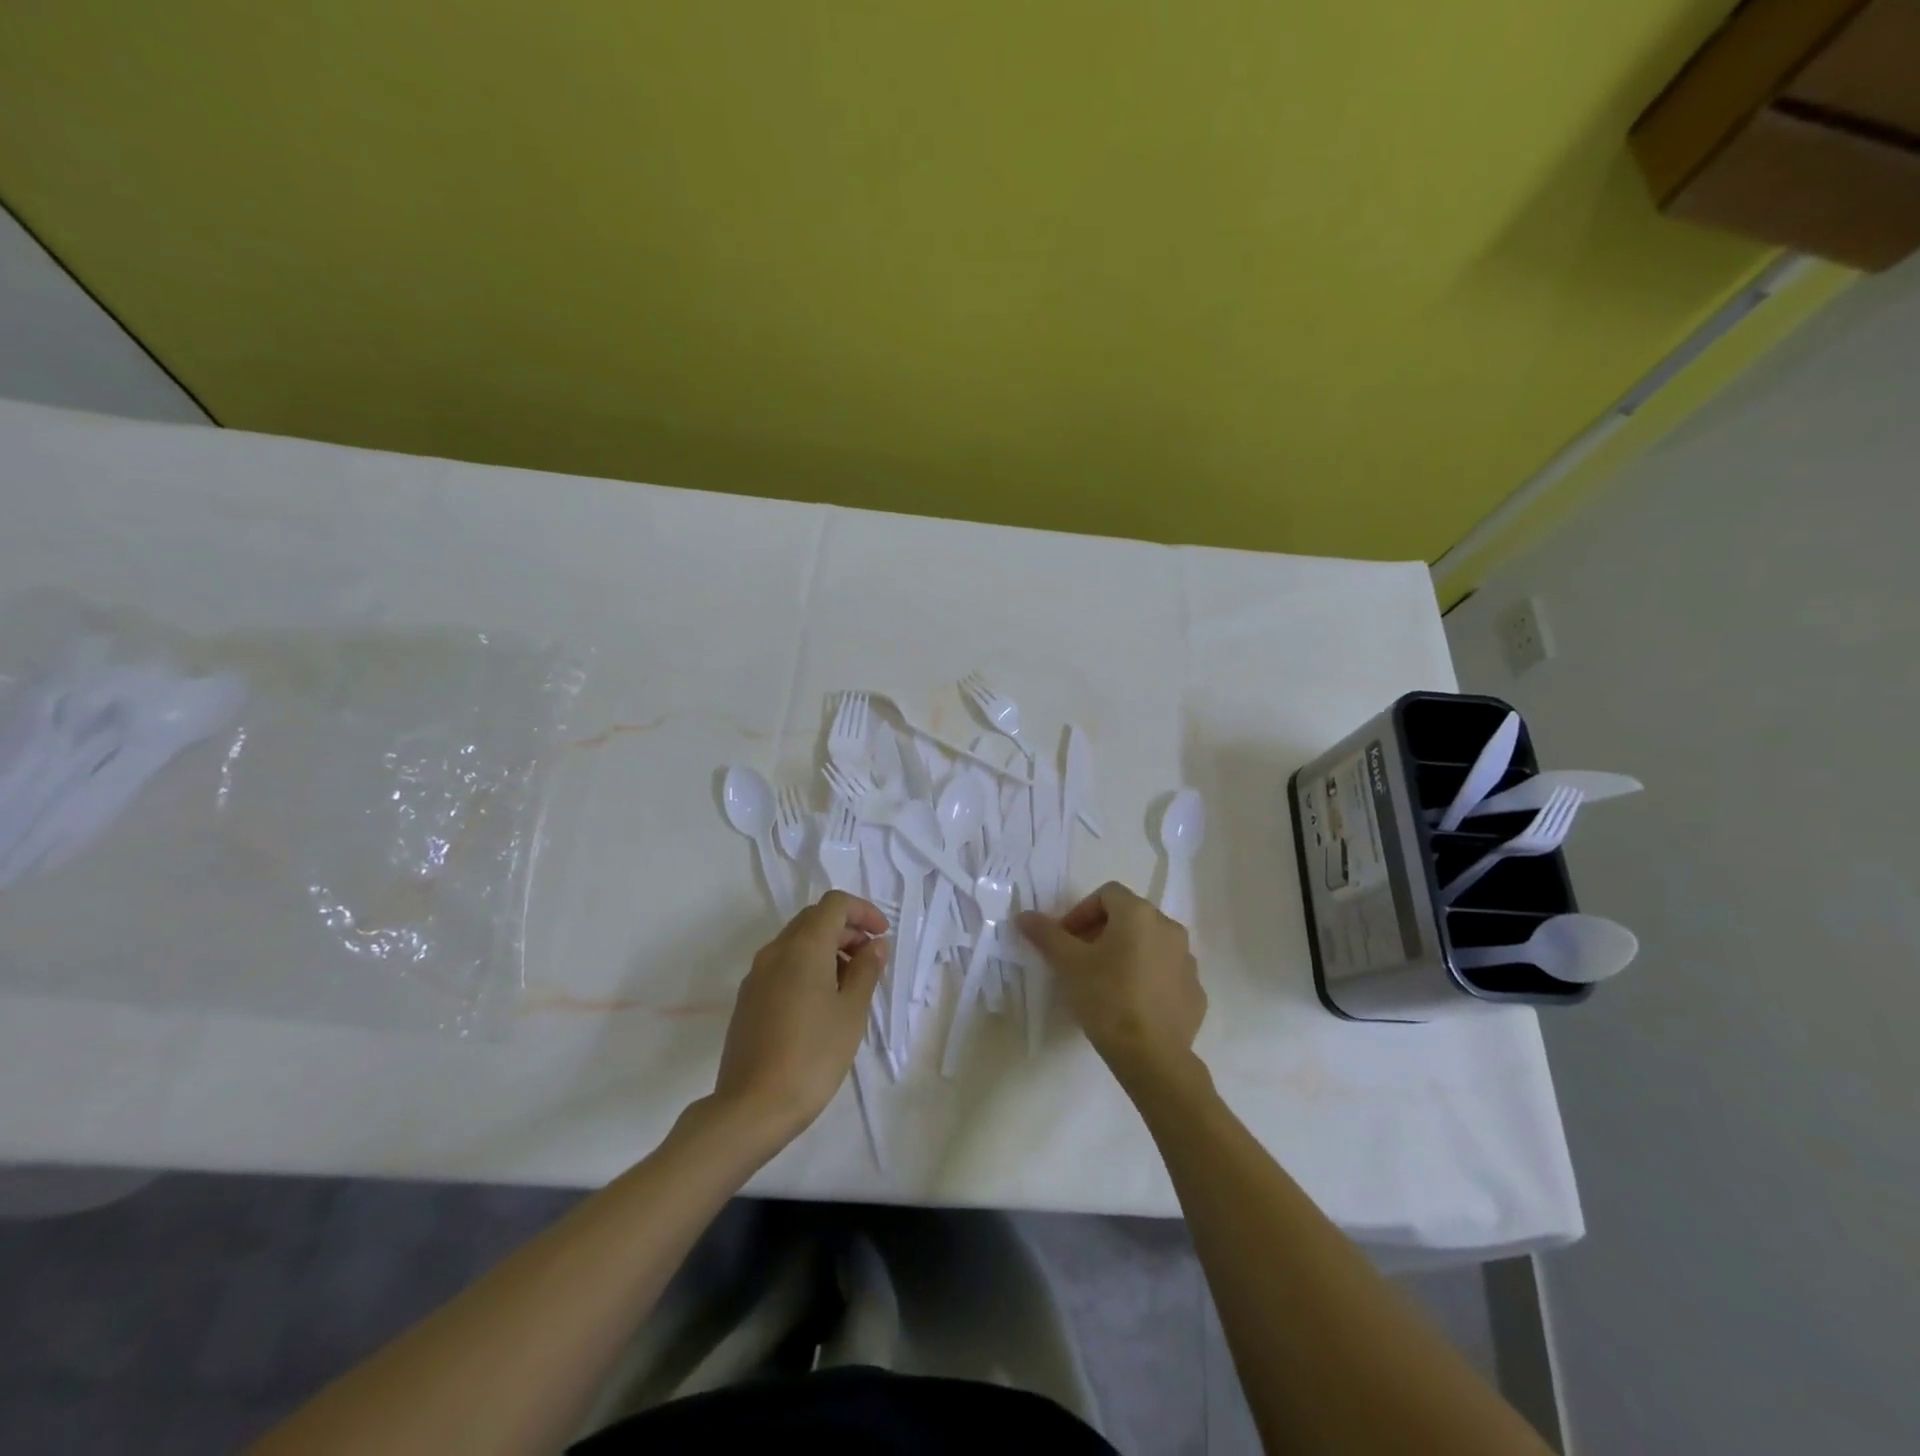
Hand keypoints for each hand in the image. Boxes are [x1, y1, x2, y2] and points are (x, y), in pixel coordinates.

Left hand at [710, 891, 887, 1145]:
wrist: (752, 1107)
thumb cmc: (813, 1055)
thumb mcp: (851, 1012)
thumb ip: (866, 970)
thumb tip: (875, 945)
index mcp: (803, 946)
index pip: (835, 904)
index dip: (863, 911)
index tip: (882, 935)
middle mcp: (776, 951)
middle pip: (814, 919)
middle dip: (846, 929)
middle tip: (870, 958)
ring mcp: (756, 974)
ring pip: (796, 942)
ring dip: (827, 949)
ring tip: (850, 984)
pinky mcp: (748, 999)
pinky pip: (782, 965)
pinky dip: (807, 967)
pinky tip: (821, 1002)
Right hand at [1018, 882, 1206, 1086]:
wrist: (1152, 1056)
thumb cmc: (1106, 998)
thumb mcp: (1068, 964)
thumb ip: (1046, 934)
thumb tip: (1024, 915)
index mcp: (1139, 914)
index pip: (1106, 894)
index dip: (1081, 912)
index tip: (1066, 940)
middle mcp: (1169, 928)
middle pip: (1129, 917)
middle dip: (1101, 932)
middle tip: (1080, 960)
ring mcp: (1187, 961)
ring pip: (1150, 945)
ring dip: (1126, 954)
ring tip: (1105, 982)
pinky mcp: (1196, 991)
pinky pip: (1166, 973)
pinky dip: (1147, 978)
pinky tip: (1131, 1003)